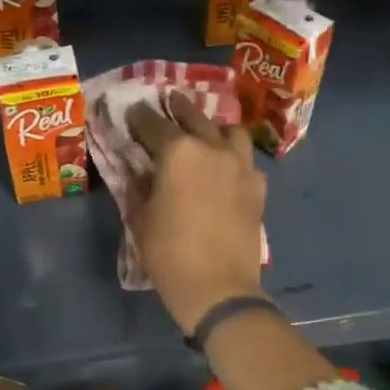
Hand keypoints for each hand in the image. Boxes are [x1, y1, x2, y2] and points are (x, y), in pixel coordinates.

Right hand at [126, 91, 267, 334]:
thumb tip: (139, 170)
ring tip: (206, 132)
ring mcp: (241, 167)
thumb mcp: (141, 218)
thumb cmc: (168, 254)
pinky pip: (247, 162)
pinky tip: (227, 170)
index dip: (139, 118)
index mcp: (178, 152)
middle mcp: (212, 149)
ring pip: (231, 133)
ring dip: (215, 128)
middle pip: (195, 118)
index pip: (154, 124)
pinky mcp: (258, 188)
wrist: (218, 287)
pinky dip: (235, 159)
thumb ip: (139, 186)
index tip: (132, 112)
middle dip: (179, 108)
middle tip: (170, 101)